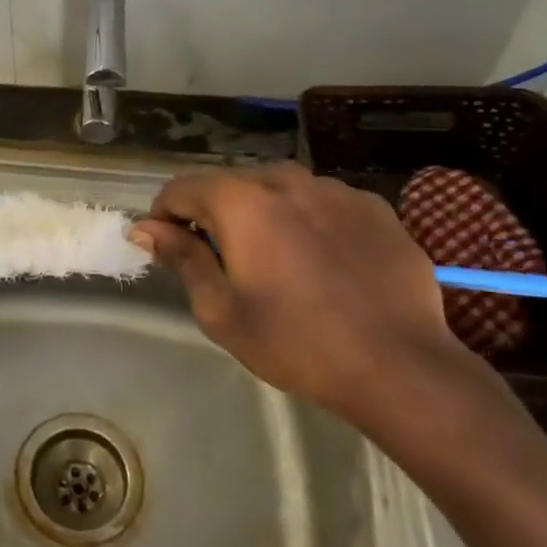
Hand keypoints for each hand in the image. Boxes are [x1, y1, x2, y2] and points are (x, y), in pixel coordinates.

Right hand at [132, 164, 473, 425]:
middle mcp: (285, 179)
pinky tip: (324, 262)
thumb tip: (146, 228)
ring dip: (264, 214)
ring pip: (278, 189)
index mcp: (240, 201)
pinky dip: (308, 220)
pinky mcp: (373, 205)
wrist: (401, 367)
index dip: (165, 216)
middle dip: (215, 215)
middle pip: (230, 184)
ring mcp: (334, 188)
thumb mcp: (221, 310)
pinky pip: (322, 201)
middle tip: (225, 263)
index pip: (180, 188)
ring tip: (279, 262)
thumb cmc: (296, 343)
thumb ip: (182, 258)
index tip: (170, 249)